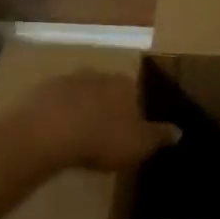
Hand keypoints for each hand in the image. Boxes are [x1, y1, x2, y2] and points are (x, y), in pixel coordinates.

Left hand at [10, 70, 177, 173]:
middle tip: (106, 131)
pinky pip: (56, 103)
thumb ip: (158, 136)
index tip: (132, 126)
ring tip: (80, 134)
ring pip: (81, 93)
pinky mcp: (41, 91)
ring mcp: (66, 79)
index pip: (136, 90)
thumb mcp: (138, 144)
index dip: (135, 108)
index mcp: (124, 84)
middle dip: (108, 106)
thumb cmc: (100, 138)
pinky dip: (59, 115)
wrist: (46, 133)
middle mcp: (97, 74)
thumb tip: (179, 130)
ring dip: (82, 108)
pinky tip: (57, 133)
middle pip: (107, 88)